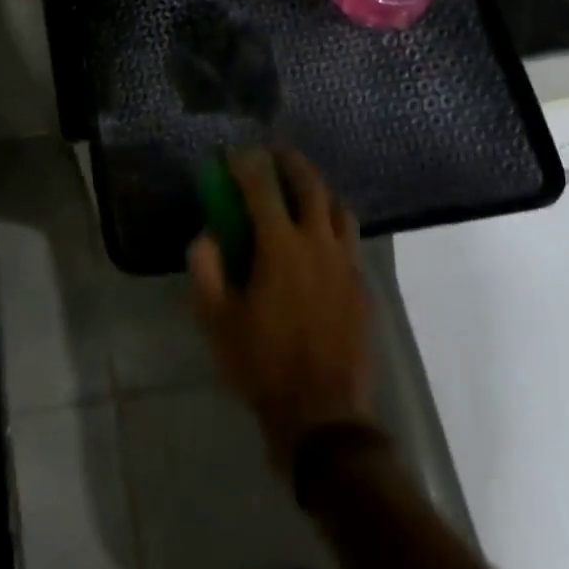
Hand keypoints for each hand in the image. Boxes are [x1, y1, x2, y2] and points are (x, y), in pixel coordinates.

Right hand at [189, 148, 374, 469]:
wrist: (321, 414)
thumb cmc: (260, 364)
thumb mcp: (216, 320)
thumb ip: (206, 269)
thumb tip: (207, 235)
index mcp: (280, 247)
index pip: (262, 188)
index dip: (246, 164)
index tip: (235, 153)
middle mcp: (318, 244)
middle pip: (310, 185)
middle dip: (290, 163)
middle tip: (275, 155)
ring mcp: (346, 264)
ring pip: (338, 208)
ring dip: (318, 190)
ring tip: (302, 192)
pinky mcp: (362, 286)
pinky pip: (350, 240)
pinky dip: (333, 225)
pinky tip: (321, 240)